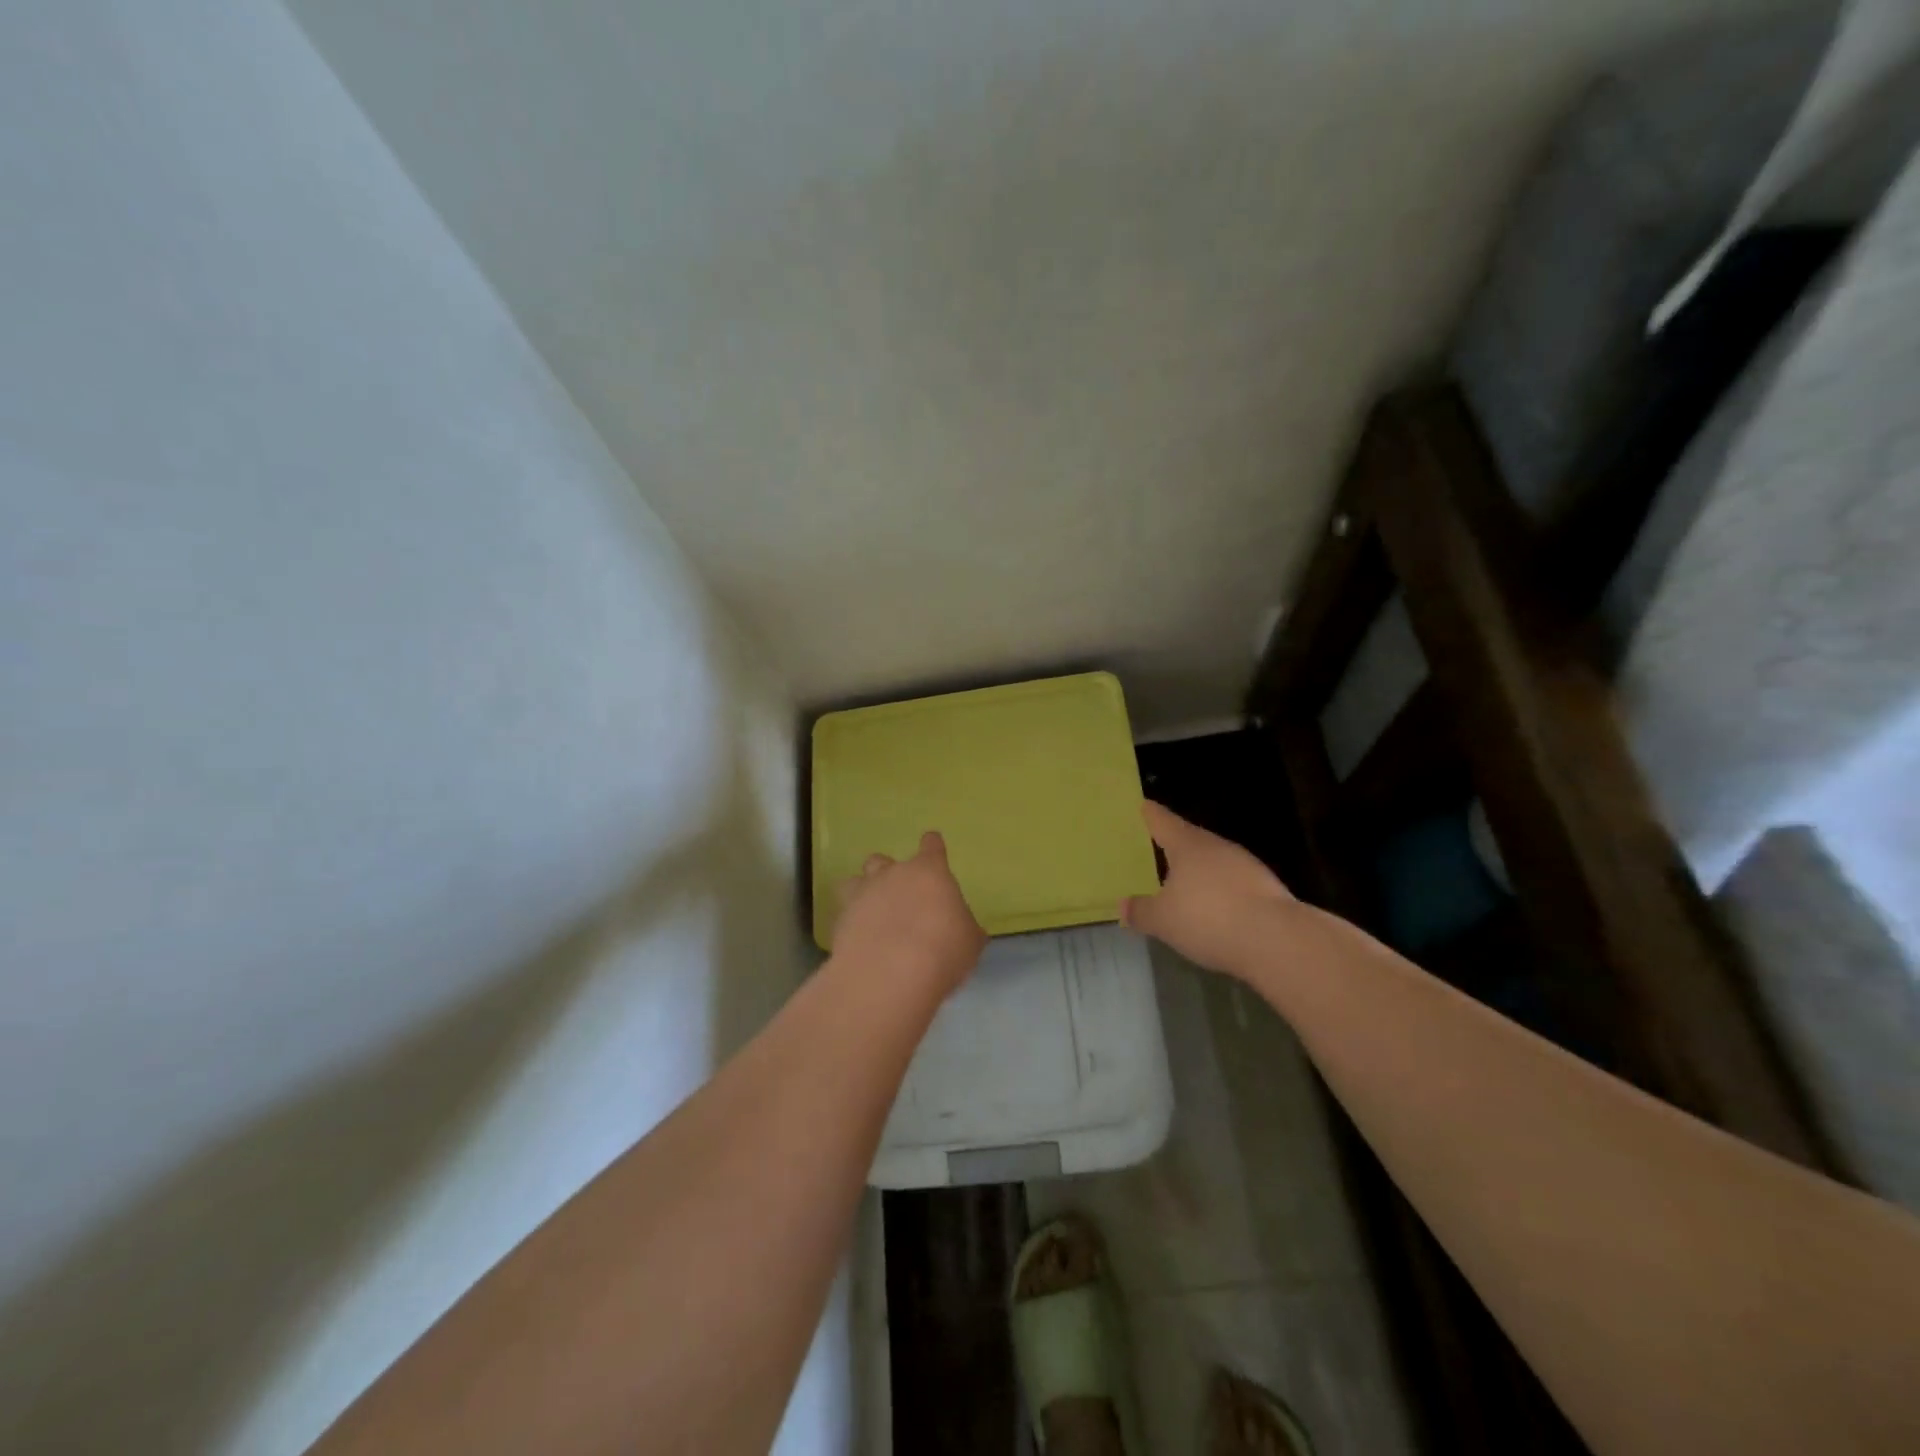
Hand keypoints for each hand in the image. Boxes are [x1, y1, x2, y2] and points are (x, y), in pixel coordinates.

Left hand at [831, 831, 986, 996]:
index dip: (933, 848)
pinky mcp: (840, 920)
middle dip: (890, 874)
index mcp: (929, 872)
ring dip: (864, 892)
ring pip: (856, 881)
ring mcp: (862, 894)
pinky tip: (860, 942)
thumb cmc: (942, 951)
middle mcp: (892, 874)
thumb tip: (961, 927)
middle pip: (884, 860)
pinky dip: (851, 923)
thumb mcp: (969, 941)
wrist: (890, 974)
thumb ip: (963, 927)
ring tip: (872, 915)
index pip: (932, 846)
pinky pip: (844, 913)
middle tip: (901, 898)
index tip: (933, 848)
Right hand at [1122, 802, 1296, 974]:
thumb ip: (1141, 911)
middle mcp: (1217, 847)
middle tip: (1157, 848)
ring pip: (1214, 860)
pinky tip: (1215, 909)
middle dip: (1175, 844)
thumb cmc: (1208, 918)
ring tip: (1183, 882)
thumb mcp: (1163, 920)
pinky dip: (1221, 890)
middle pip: (1190, 838)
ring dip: (1200, 869)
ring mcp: (1246, 865)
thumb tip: (1123, 905)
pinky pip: (1233, 882)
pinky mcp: (1266, 888)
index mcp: (1187, 845)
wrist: (1277, 940)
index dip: (1150, 814)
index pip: (1163, 821)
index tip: (1143, 806)